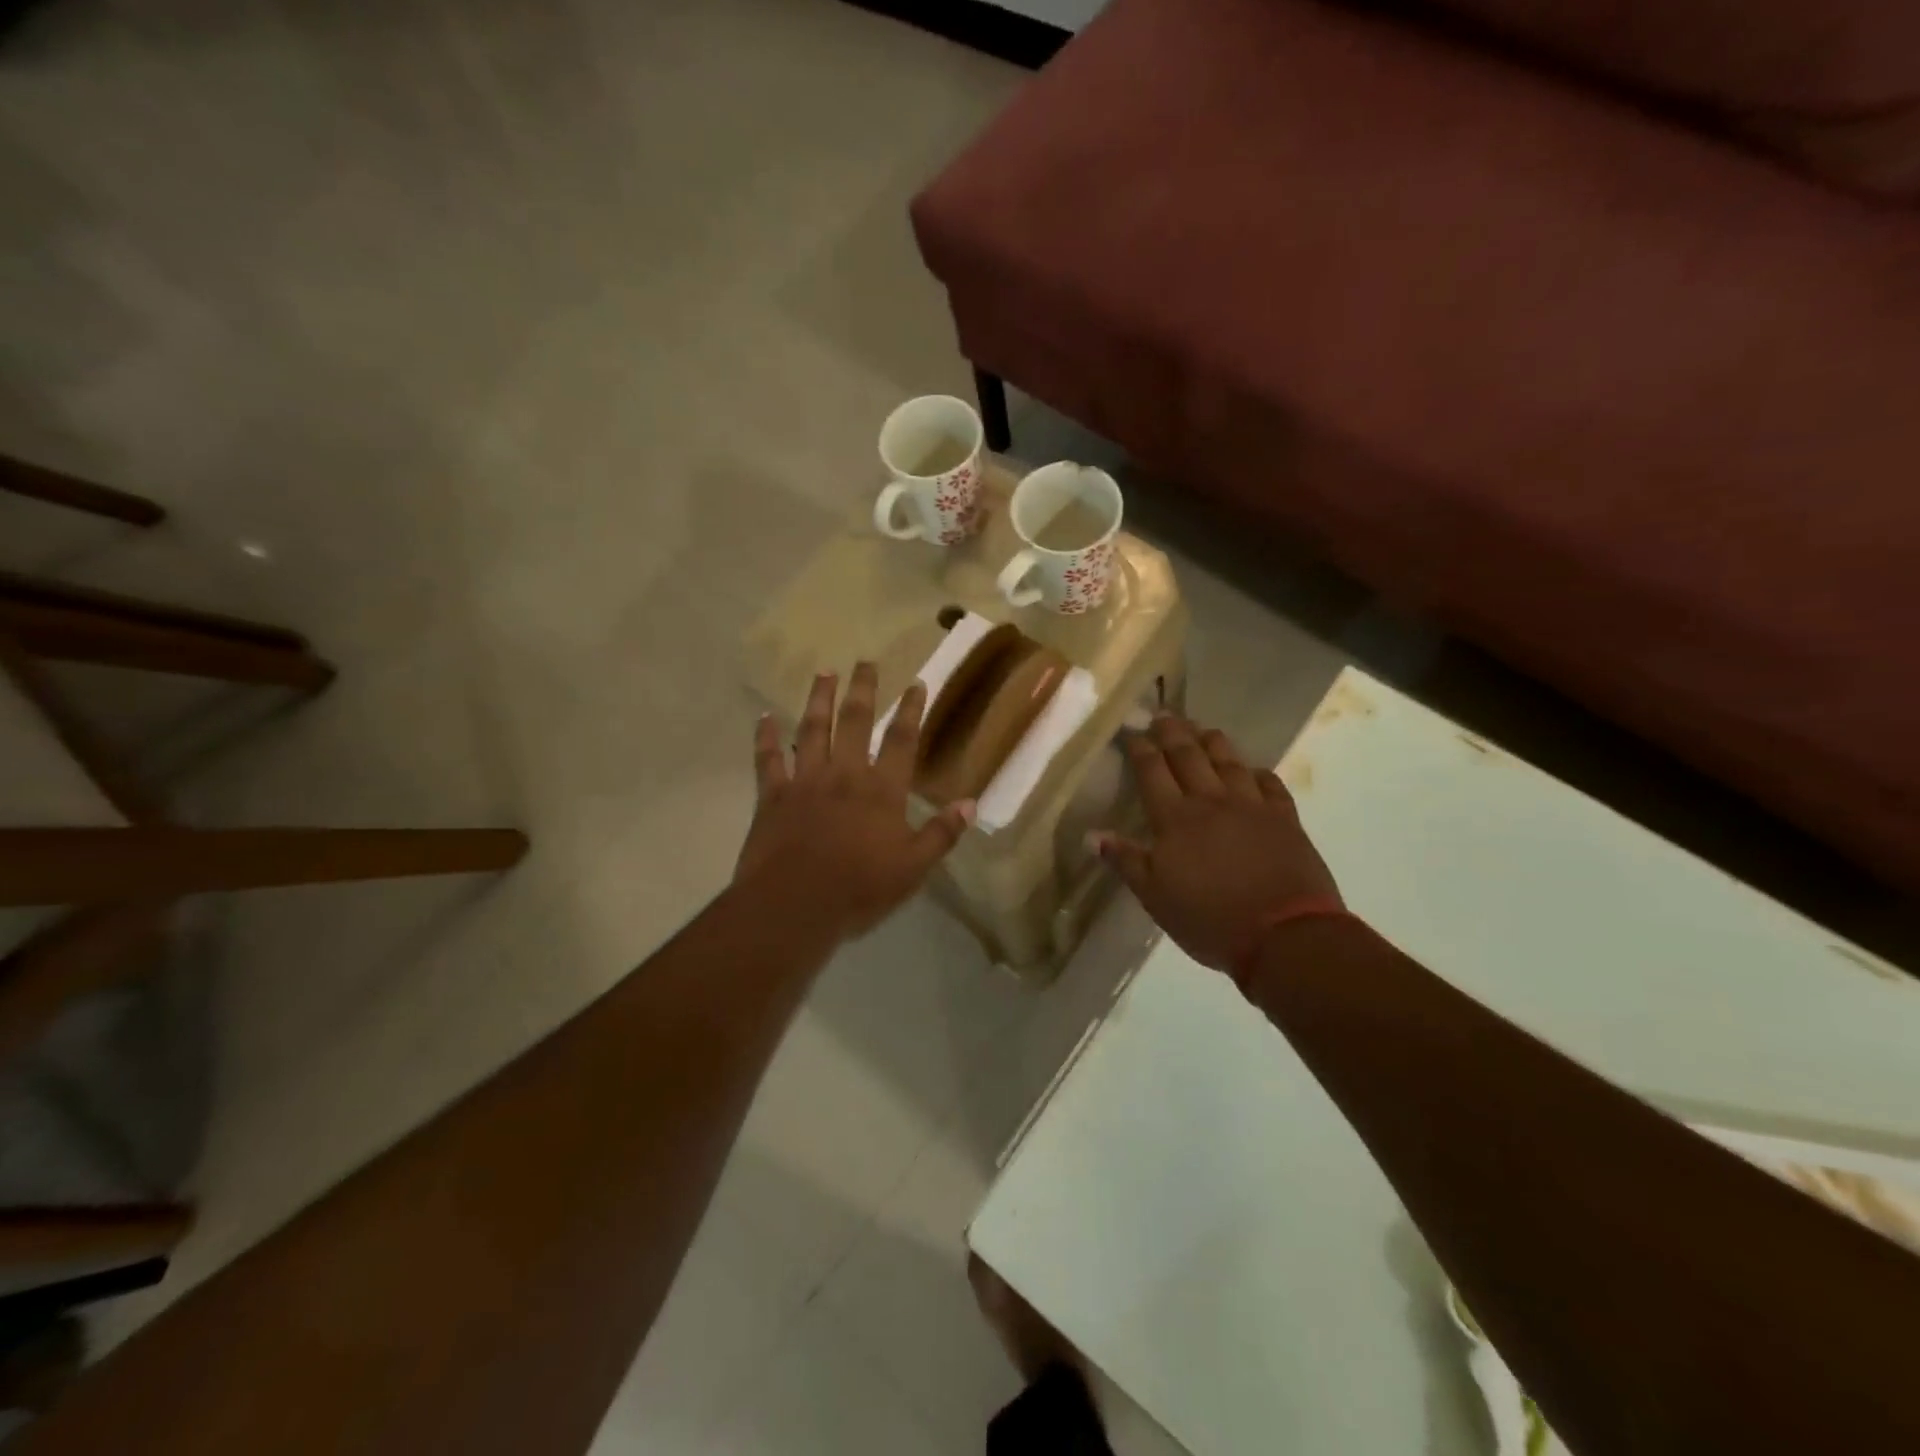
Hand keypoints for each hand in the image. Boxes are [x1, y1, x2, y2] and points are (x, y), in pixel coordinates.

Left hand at [735, 663, 973, 938]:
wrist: (794, 906)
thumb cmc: (858, 889)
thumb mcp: (912, 868)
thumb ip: (941, 834)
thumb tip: (971, 804)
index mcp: (882, 790)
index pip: (902, 740)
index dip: (911, 710)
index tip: (916, 683)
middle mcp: (844, 774)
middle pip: (855, 722)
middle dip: (862, 690)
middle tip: (865, 661)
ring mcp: (805, 781)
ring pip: (812, 729)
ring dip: (819, 699)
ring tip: (824, 673)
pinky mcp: (773, 796)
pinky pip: (769, 760)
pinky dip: (766, 738)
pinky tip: (764, 717)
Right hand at [1095, 714, 1341, 981]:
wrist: (1285, 936)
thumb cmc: (1210, 919)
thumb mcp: (1155, 897)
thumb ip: (1125, 861)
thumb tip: (1091, 833)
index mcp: (1175, 819)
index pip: (1152, 771)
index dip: (1140, 748)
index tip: (1131, 731)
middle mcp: (1211, 801)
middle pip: (1189, 755)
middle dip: (1173, 732)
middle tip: (1163, 714)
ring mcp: (1252, 806)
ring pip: (1229, 761)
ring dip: (1213, 741)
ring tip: (1202, 729)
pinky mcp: (1285, 819)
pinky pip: (1270, 784)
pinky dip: (1258, 772)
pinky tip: (1252, 770)